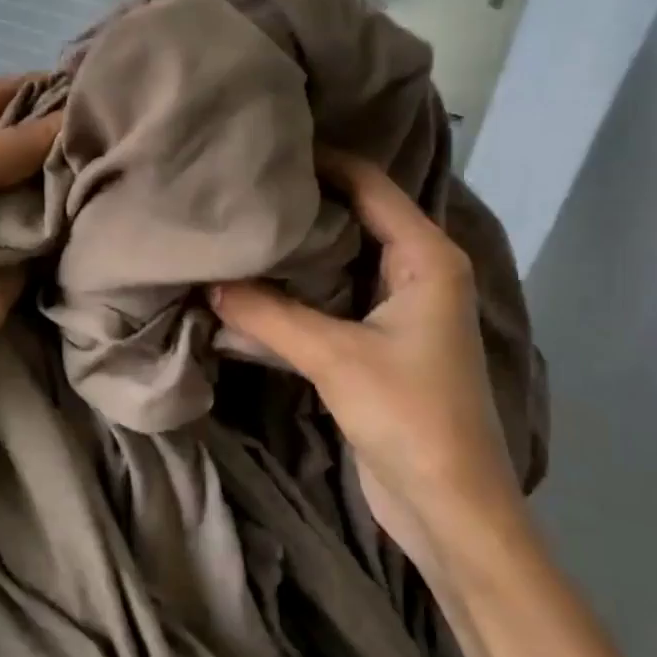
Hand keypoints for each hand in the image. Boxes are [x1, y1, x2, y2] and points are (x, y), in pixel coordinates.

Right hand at [209, 150, 527, 568]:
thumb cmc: (409, 416)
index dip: (321, 162)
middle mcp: (417, 273)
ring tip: (234, 232)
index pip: (369, 185)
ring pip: (338, 264)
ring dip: (293, 257)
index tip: (264, 151)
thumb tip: (208, 282)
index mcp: (427, 257)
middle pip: (353, 219)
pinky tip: (248, 291)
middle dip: (299, 208)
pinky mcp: (378, 345)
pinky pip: (331, 304)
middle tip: (238, 191)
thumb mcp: (334, 357)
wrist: (449, 505)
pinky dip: (295, 298)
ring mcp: (398, 310)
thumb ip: (268, 314)